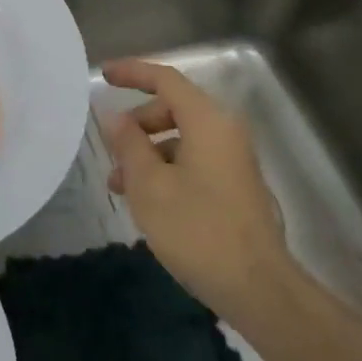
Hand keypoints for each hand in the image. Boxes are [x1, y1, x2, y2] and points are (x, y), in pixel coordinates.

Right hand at [101, 59, 289, 324]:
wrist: (258, 287)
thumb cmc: (197, 230)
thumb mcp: (149, 185)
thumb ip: (128, 144)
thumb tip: (114, 116)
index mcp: (207, 121)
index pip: (166, 79)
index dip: (133, 73)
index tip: (103, 75)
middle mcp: (225, 131)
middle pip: (174, 108)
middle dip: (137, 123)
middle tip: (111, 149)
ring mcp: (234, 159)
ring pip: (182, 138)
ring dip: (148, 152)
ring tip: (120, 186)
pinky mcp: (236, 185)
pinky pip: (194, 160)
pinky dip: (167, 169)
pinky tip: (148, 202)